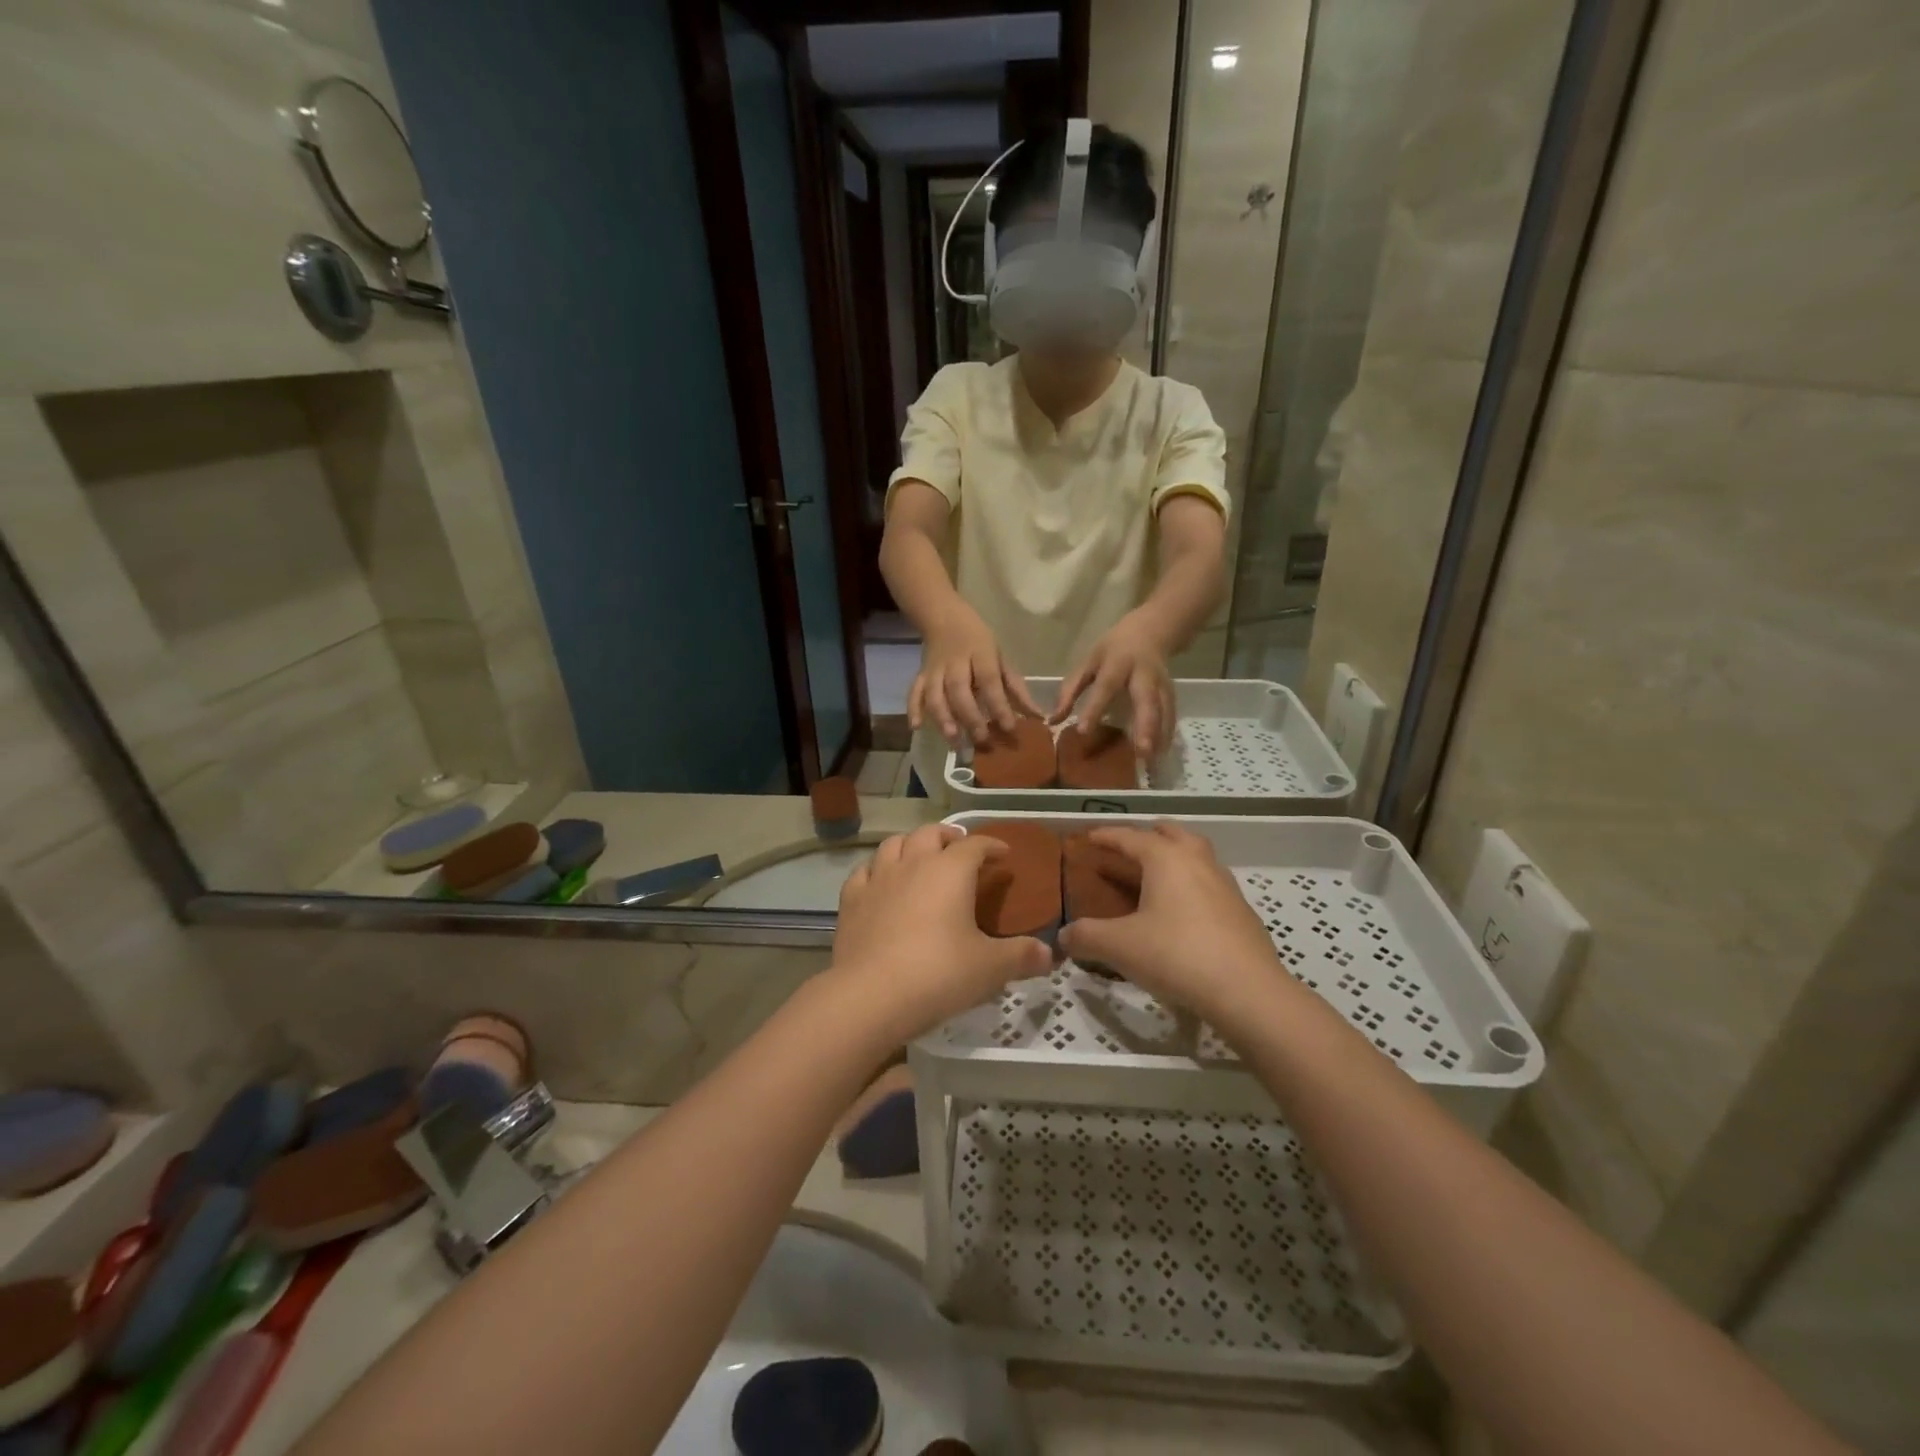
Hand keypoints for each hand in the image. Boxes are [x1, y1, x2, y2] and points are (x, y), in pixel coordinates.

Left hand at [831, 824, 1051, 1040]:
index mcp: (951, 871)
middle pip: (930, 833)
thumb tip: (1050, 956)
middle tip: (960, 849)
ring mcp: (878, 879)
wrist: (870, 996)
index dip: (992, 845)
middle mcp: (913, 864)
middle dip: (948, 836)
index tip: (1003, 854)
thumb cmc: (939, 974)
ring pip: (894, 844)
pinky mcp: (851, 900)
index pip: (975, 845)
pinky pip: (864, 871)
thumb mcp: (990, 969)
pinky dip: (877, 870)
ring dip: (911, 845)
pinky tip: (881, 882)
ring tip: (921, 858)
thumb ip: (1022, 957)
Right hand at [911, 608, 1042, 746]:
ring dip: (943, 718)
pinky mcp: (921, 674)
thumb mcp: (1001, 657)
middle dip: (970, 717)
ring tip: (954, 741)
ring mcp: (934, 668)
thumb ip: (1016, 688)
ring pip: (935, 694)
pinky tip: (916, 727)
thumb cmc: (978, 641)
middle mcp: (955, 662)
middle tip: (982, 740)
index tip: (1008, 728)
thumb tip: (1037, 716)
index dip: (998, 705)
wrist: (943, 617)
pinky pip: (914, 690)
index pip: (989, 681)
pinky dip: (913, 708)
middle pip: (960, 690)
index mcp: (980, 653)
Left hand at [1051, 611, 1175, 756]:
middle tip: (1141, 751)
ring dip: (1159, 736)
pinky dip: (1167, 735)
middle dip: (1146, 726)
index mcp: (1118, 663)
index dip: (1095, 708)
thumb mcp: (1088, 662)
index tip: (1083, 731)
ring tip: (1151, 761)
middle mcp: (1143, 674)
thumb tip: (1052, 721)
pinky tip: (1161, 754)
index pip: (1105, 687)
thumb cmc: (1112, 650)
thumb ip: (1070, 691)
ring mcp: (1161, 683)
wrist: (1149, 631)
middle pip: (1147, 700)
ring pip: (1164, 710)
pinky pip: (1171, 715)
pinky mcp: (1171, 693)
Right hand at [1057, 823, 1289, 1021]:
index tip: (1088, 837)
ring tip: (1155, 877)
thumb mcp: (1119, 947)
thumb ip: (1086, 936)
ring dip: (1175, 857)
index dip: (1106, 836)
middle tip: (1128, 848)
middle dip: (1149, 835)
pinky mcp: (1241, 912)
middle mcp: (1197, 861)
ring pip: (1197, 856)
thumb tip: (1063, 936)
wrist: (1247, 992)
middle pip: (1172, 833)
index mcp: (1166, 858)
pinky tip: (1182, 913)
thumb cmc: (1176, 955)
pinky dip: (1191, 886)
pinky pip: (1210, 884)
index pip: (1130, 837)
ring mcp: (1225, 885)